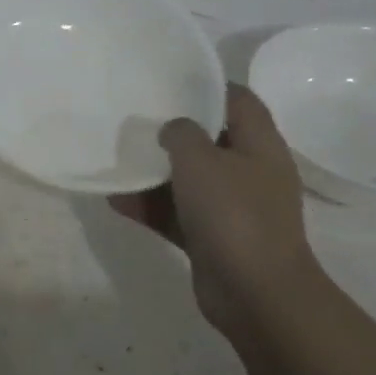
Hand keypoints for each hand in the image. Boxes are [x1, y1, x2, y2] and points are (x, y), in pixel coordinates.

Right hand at [110, 83, 319, 342]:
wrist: (255, 293)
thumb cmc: (233, 215)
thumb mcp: (202, 161)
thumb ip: (182, 134)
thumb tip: (172, 129)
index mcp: (260, 145)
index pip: (238, 100)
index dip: (208, 86)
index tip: (169, 81)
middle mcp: (249, 172)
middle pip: (210, 139)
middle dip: (173, 131)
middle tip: (135, 118)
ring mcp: (231, 208)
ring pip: (189, 180)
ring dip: (155, 172)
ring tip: (117, 159)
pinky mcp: (212, 238)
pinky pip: (176, 214)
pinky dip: (150, 207)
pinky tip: (115, 200)